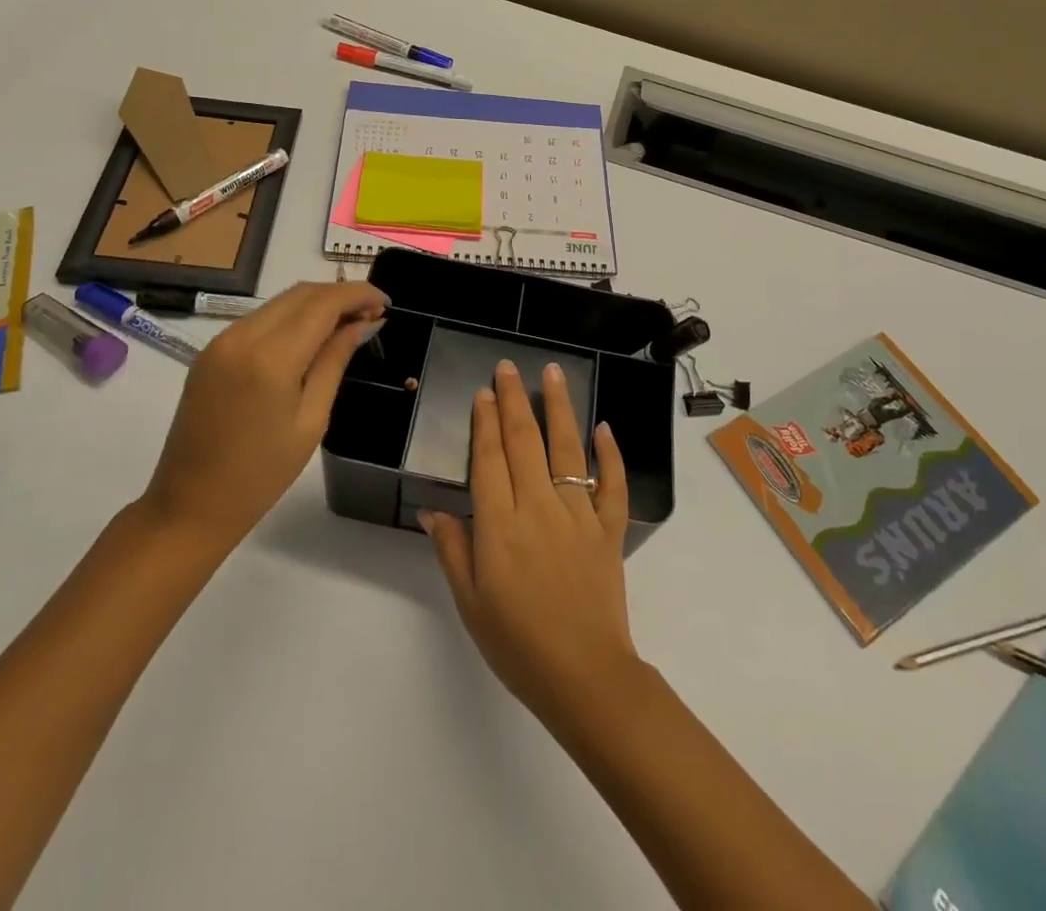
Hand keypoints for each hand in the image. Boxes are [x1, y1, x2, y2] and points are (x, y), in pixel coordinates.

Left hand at [139, 281, 385, 555]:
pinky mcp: (211, 351)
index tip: (386, 302)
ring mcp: (221, 341)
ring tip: (347, 325)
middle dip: (339, 295)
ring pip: (279, 302)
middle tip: (372, 313)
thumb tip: (364, 323)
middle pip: (300, 293)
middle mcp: (242, 336)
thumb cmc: (261, 474)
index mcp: (270, 357)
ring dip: (316, 304)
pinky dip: (291, 318)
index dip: (358, 294)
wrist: (190, 504)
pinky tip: (310, 338)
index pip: (323, 303)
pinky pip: (259, 319)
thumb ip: (335, 361)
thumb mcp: (312, 419)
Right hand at [420, 360, 639, 723]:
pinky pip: (611, 485)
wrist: (585, 678)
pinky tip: (604, 429)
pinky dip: (610, 455)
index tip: (484, 392)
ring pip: (567, 450)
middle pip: (525, 442)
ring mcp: (578, 516)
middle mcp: (539, 508)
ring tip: (553, 374)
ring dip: (558, 408)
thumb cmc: (518, 644)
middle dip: (514, 400)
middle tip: (508, 367)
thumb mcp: (471, 603)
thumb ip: (453, 550)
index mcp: (501, 526)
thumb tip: (434, 509)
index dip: (485, 422)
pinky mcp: (608, 530)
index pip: (490, 459)